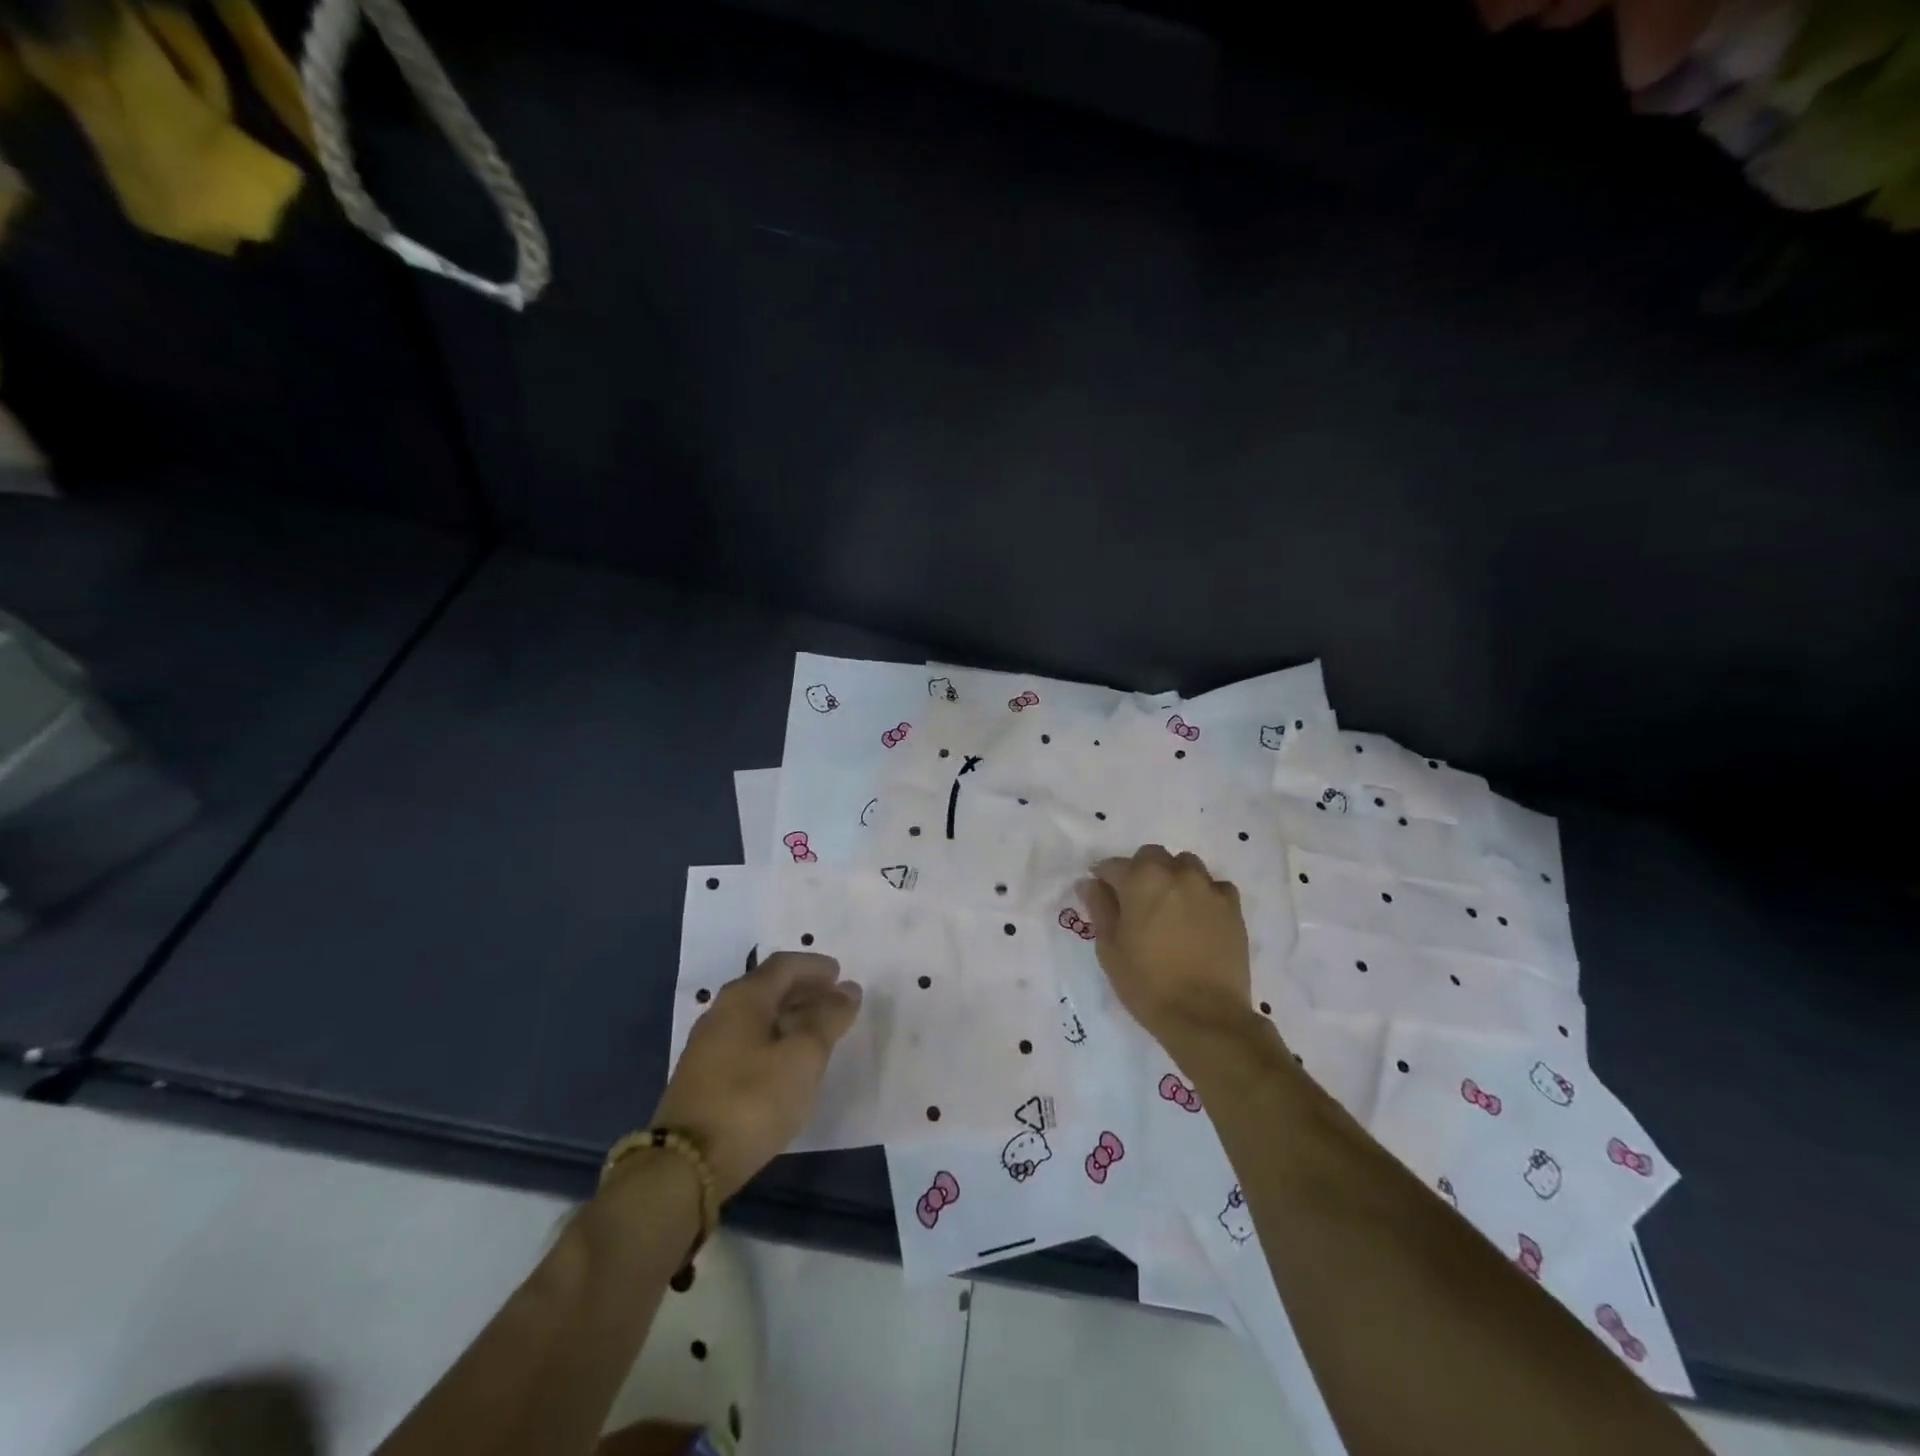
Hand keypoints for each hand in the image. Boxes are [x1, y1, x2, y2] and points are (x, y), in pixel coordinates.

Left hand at [650, 951, 862, 1200]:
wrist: (686, 1165)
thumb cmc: (753, 1100)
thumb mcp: (804, 1057)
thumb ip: (829, 1019)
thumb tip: (848, 990)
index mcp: (744, 997)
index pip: (784, 965)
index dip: (815, 966)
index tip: (841, 975)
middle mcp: (721, 1012)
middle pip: (769, 988)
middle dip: (805, 990)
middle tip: (836, 1000)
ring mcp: (708, 1046)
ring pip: (757, 1016)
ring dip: (790, 1016)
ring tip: (819, 1031)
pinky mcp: (703, 1078)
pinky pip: (747, 1041)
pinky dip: (774, 1038)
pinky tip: (788, 1061)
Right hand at [1079, 845, 1250, 1040]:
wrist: (1204, 1015)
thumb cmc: (1146, 983)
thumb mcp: (1109, 948)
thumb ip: (1100, 908)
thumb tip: (1089, 882)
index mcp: (1141, 880)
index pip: (1114, 865)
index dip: (1104, 878)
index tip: (1102, 893)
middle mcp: (1176, 874)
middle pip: (1153, 856)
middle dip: (1141, 870)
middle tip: (1137, 900)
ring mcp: (1208, 888)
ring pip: (1187, 865)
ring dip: (1174, 877)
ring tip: (1170, 905)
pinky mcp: (1233, 908)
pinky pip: (1216, 887)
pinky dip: (1205, 894)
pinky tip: (1199, 916)